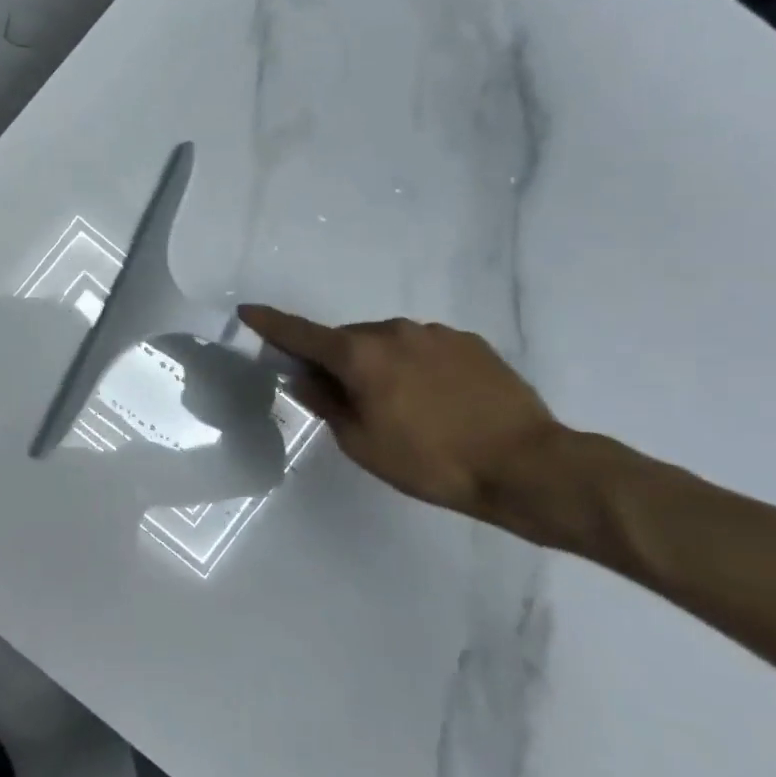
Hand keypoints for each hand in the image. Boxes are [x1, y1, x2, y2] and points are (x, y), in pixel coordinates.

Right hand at [239, 305, 563, 531]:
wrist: (528, 466)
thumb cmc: (431, 461)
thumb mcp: (362, 443)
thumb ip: (326, 404)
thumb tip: (305, 378)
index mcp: (360, 355)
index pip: (301, 333)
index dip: (270, 324)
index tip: (247, 311)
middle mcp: (393, 331)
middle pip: (347, 340)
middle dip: (337, 362)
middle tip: (346, 400)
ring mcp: (435, 333)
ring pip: (387, 343)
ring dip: (379, 365)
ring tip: (402, 407)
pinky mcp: (470, 342)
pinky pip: (424, 348)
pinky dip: (415, 367)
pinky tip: (437, 402)